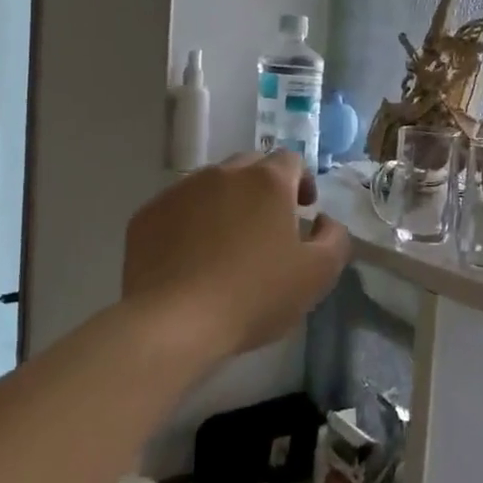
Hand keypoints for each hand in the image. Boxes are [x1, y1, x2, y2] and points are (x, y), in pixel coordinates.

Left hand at [123, 153, 351, 365]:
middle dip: (264, 188)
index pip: (291, 160)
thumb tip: (325, 221)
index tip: (303, 212)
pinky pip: (178, 208)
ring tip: (228, 244)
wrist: (174, 322)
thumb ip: (335, 239)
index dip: (302, 182)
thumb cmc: (254, 295)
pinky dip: (191, 222)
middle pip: (250, 167)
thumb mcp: (317, 275)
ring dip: (226, 203)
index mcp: (266, 181)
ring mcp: (180, 191)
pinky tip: (192, 257)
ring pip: (211, 185)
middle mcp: (221, 174)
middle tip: (268, 227)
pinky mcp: (147, 215)